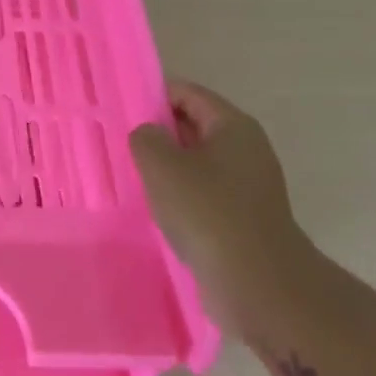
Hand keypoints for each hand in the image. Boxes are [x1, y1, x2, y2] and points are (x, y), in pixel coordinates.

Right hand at [130, 79, 316, 334]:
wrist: (257, 281)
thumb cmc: (207, 211)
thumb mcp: (161, 165)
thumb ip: (145, 138)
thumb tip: (149, 134)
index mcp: (233, 126)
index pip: (187, 94)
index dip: (152, 95)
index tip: (120, 108)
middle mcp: (246, 149)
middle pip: (194, 126)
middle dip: (158, 131)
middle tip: (118, 140)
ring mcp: (248, 185)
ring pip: (197, 162)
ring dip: (167, 166)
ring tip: (131, 174)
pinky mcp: (242, 216)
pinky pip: (203, 192)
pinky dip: (179, 193)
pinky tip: (154, 206)